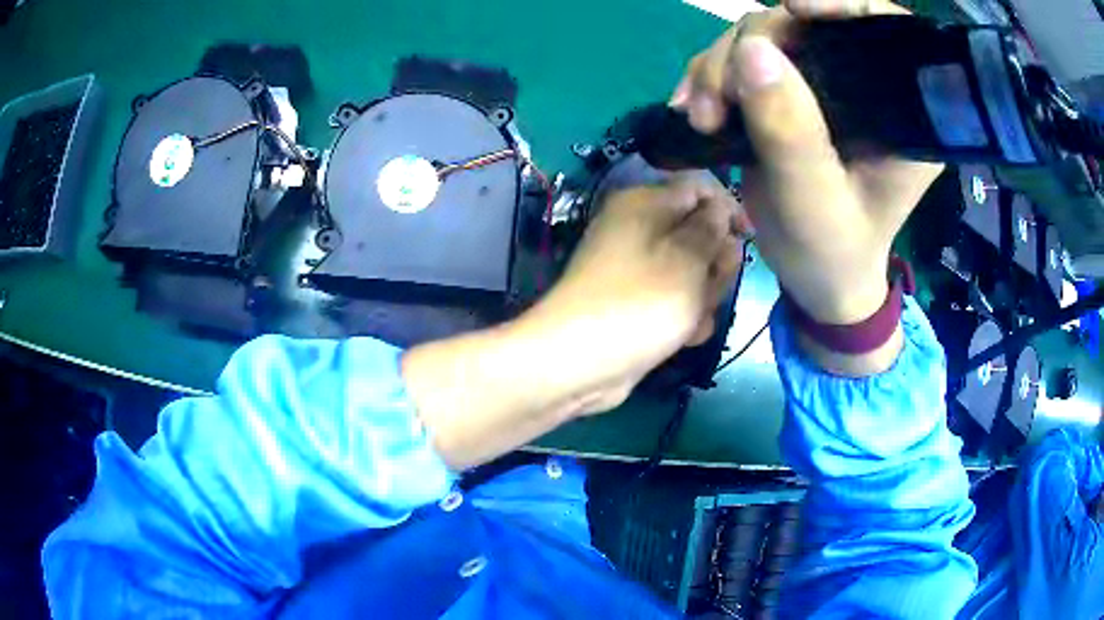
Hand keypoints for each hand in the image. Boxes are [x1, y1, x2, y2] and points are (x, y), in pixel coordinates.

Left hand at [527, 173, 746, 406]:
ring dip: (704, 297)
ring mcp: (640, 269)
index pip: (700, 188)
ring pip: (695, 272)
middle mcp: (641, 229)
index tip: (748, 238)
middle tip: (709, 286)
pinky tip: (682, 337)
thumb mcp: (688, 257)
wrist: (582, 362)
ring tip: (691, 317)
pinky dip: (685, 318)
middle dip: (715, 262)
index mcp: (646, 203)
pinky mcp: (640, 303)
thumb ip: (712, 227)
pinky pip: (678, 301)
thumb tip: (719, 209)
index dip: (729, 208)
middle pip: (701, 233)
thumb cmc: (641, 301)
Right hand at [670, 0, 942, 373]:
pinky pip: (742, 59)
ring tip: (699, 117)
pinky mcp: (790, 94)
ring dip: (718, 66)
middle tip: (714, 102)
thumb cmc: (833, 254)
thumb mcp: (814, 204)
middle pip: (805, 25)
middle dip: (750, 49)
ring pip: (763, 37)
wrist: (815, 279)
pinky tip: (692, 109)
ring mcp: (823, 86)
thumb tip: (753, 51)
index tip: (793, 8)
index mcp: (899, 113)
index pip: (883, 28)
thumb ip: (791, 132)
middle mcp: (864, 87)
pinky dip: (710, 76)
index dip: (841, 2)